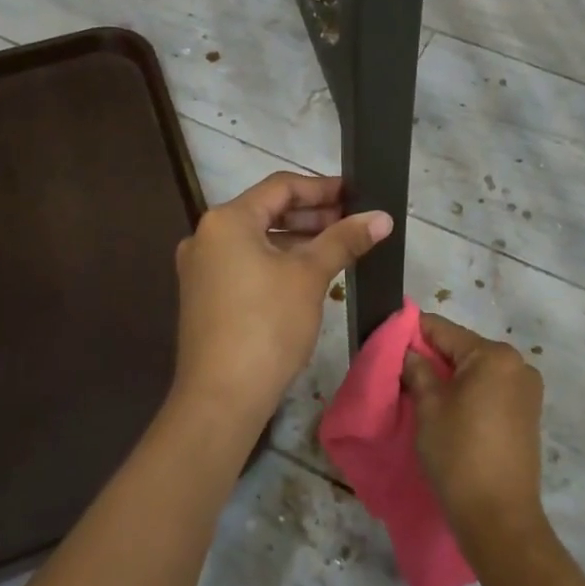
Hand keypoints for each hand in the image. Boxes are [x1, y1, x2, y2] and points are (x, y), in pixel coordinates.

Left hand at [173, 172, 391, 432]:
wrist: (220, 399)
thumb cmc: (267, 325)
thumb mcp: (310, 276)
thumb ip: (344, 240)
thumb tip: (382, 216)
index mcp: (227, 220)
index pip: (281, 187)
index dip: (322, 188)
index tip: (356, 194)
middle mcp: (207, 236)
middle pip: (267, 211)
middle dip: (312, 215)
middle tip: (352, 222)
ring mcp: (202, 267)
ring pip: (257, 239)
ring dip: (297, 239)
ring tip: (338, 247)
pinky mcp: (205, 296)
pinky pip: (246, 263)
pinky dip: (278, 261)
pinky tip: (308, 274)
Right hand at [402, 313, 546, 553]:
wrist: (499, 518)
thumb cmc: (459, 454)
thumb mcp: (428, 407)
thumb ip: (417, 370)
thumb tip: (409, 353)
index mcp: (493, 355)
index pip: (444, 330)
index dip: (413, 333)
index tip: (389, 341)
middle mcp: (517, 364)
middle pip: (463, 348)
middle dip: (433, 357)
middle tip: (402, 372)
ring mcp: (527, 390)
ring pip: (477, 370)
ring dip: (451, 377)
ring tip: (423, 393)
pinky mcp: (528, 414)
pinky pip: (491, 389)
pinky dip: (469, 393)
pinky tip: (449, 410)